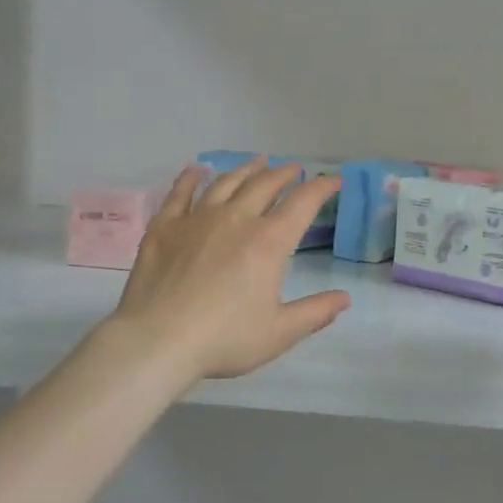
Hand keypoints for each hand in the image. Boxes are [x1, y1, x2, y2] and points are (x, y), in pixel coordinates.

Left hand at [108, 159, 350, 382]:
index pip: (302, 203)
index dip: (321, 188)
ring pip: (226, 183)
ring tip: (257, 162)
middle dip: (284, 174)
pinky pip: (180, 193)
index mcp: (268, 242)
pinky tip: (196, 170)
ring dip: (246, 170)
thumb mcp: (279, 333)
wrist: (157, 340)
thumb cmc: (224, 339)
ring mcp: (197, 219)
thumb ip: (315, 313)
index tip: (333, 181)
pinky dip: (190, 178)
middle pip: (264, 185)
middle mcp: (236, 219)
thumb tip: (344, 298)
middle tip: (294, 169)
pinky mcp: (165, 227)